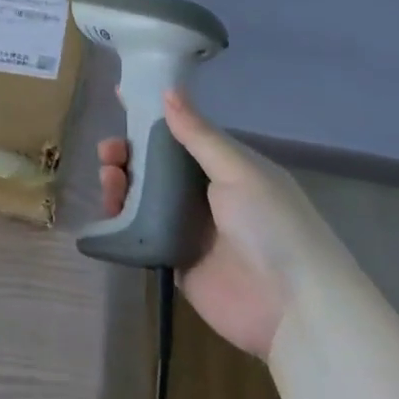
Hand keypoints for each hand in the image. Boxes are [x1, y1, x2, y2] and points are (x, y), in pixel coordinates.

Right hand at [97, 88, 322, 354]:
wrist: (291, 307)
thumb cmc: (271, 225)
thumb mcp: (238, 171)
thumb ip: (199, 135)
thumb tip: (168, 91)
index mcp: (225, 167)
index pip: (182, 133)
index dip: (153, 116)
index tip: (120, 97)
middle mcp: (204, 193)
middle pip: (155, 165)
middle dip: (128, 153)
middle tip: (109, 152)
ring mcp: (187, 227)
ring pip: (142, 197)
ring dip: (121, 183)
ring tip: (109, 179)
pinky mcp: (172, 259)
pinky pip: (138, 234)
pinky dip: (119, 221)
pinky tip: (107, 211)